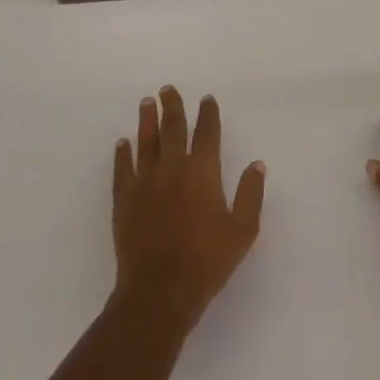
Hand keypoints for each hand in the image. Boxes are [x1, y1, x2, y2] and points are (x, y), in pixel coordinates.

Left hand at [112, 86, 265, 333]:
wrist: (159, 290)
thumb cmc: (207, 262)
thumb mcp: (242, 231)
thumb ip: (250, 194)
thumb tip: (256, 164)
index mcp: (202, 172)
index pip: (207, 133)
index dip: (208, 114)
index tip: (206, 99)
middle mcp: (173, 167)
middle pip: (172, 128)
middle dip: (173, 106)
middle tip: (168, 89)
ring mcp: (145, 181)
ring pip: (146, 141)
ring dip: (147, 120)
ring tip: (147, 102)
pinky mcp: (124, 198)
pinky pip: (122, 168)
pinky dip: (122, 153)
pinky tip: (122, 143)